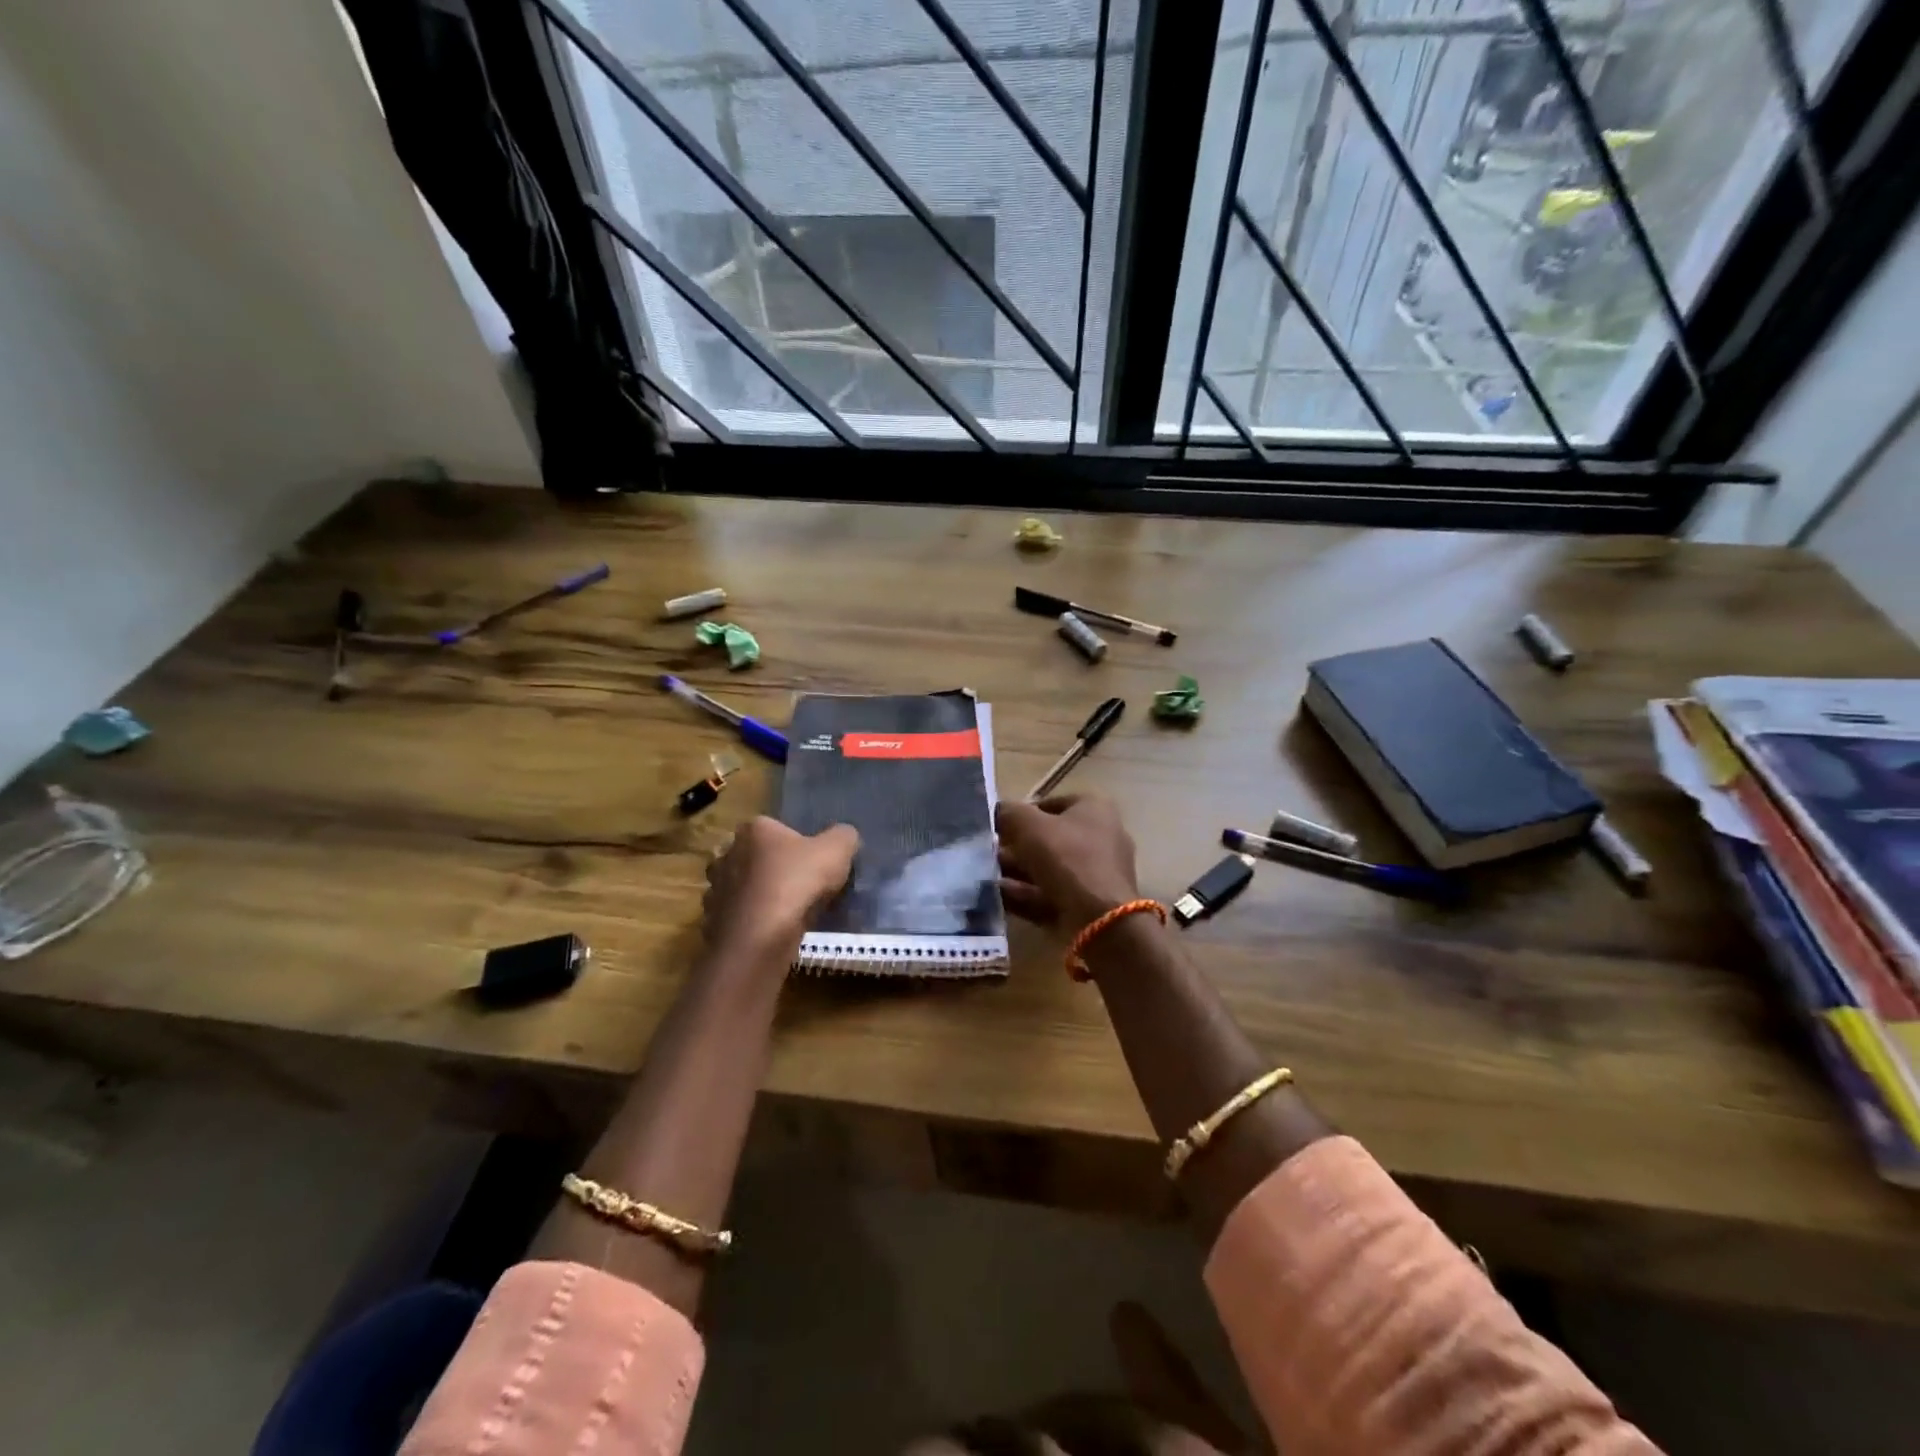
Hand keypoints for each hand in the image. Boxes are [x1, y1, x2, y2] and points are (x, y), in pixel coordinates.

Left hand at [703, 817, 858, 960]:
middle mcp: (728, 852)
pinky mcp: (713, 919)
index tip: (812, 862)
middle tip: (801, 886)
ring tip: (787, 912)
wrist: (760, 937)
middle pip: (757, 856)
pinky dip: (751, 920)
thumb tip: (844, 836)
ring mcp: (716, 887)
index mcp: (754, 829)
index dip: (796, 844)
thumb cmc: (797, 882)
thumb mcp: (837, 850)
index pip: (776, 828)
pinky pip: (737, 915)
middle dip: (774, 868)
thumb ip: (843, 836)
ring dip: (760, 895)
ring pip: (743, 886)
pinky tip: (770, 931)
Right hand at [995, 794, 1140, 931]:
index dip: (1022, 812)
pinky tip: (995, 896)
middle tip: (988, 852)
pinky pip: (1050, 894)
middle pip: (1049, 838)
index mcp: (1095, 809)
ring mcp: (1095, 874)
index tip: (998, 825)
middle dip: (1016, 845)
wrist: (1099, 920)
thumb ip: (1009, 813)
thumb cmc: (1067, 858)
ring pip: (1048, 868)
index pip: (1052, 803)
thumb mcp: (1030, 826)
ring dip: (1016, 871)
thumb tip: (997, 811)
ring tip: (984, 875)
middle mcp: (1101, 837)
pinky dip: (1024, 894)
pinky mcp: (1087, 905)